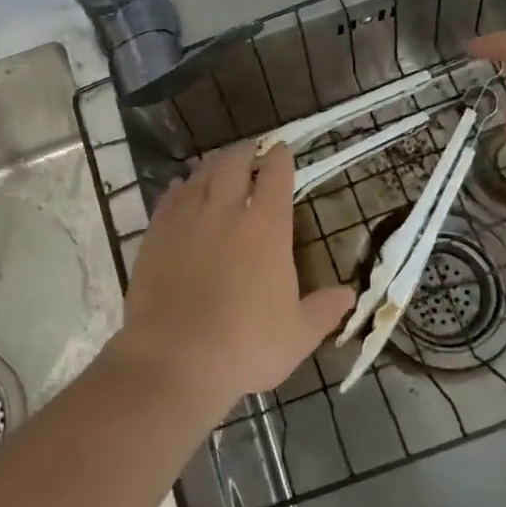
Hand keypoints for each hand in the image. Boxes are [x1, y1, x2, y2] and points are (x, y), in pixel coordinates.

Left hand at [111, 143, 353, 408]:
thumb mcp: (298, 335)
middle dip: (244, 151)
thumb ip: (324, 310)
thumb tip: (349, 295)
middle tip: (249, 148)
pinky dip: (179, 187)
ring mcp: (187, 220)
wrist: (175, 358)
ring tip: (216, 161)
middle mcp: (226, 212)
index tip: (281, 150)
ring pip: (199, 175)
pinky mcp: (156, 235)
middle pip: (233, 164)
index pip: (275, 177)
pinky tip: (179, 188)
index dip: (279, 158)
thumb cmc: (246, 346)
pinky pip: (168, 198)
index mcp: (266, 229)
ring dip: (212, 164)